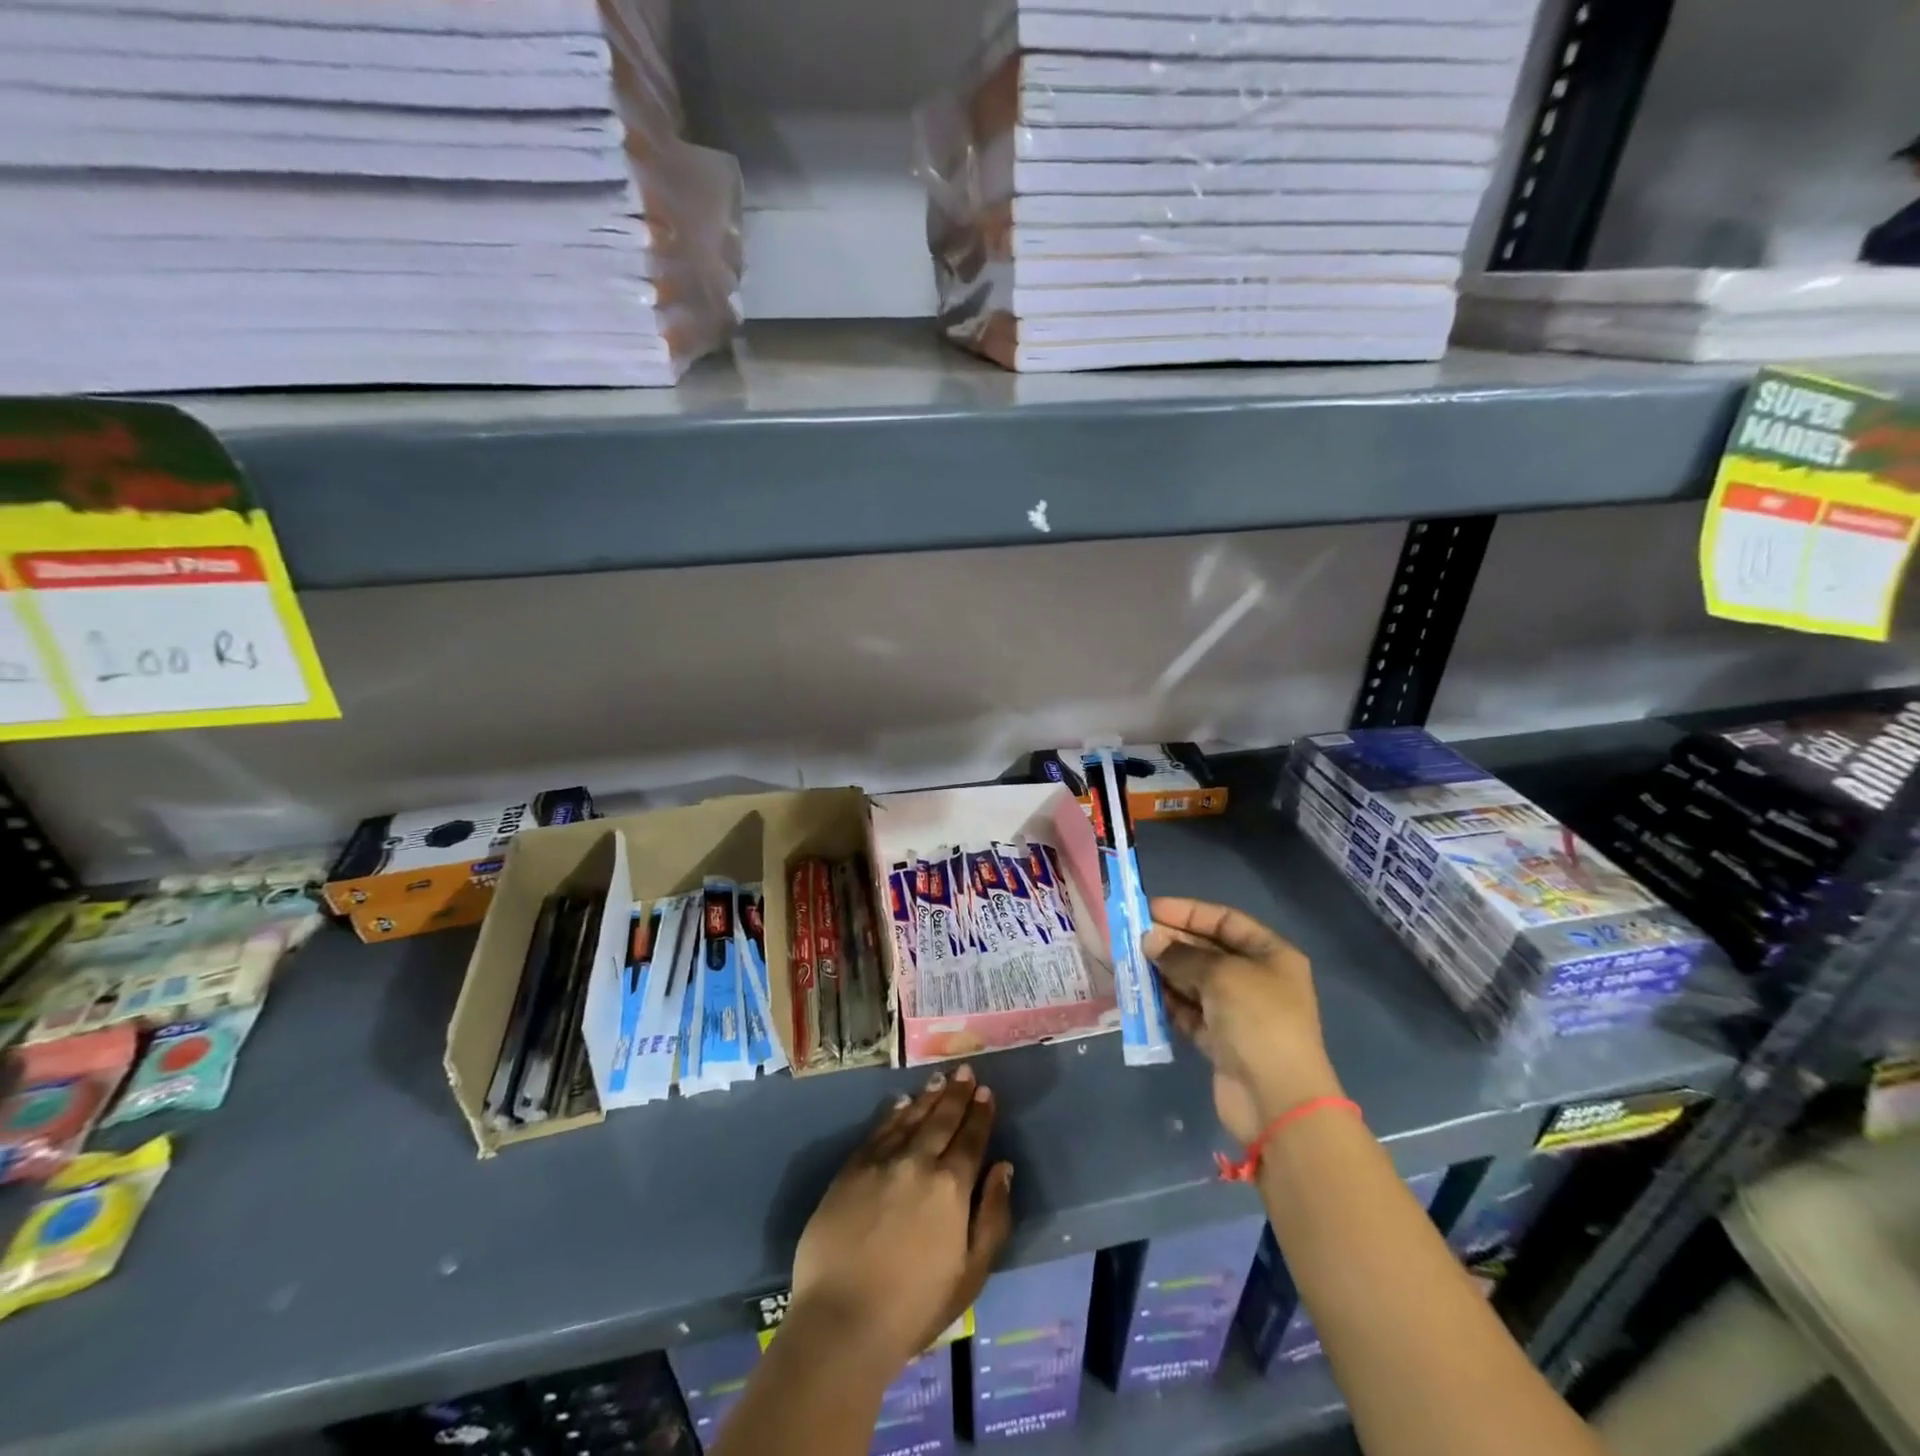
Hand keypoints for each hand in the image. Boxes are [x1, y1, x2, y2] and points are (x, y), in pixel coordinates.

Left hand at [789, 1064, 1013, 1370]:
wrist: (842, 1319)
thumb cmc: (914, 1307)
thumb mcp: (971, 1275)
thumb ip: (992, 1216)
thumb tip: (1003, 1168)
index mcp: (951, 1187)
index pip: (971, 1140)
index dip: (981, 1114)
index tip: (987, 1092)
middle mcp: (918, 1162)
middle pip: (942, 1120)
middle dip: (957, 1094)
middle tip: (965, 1071)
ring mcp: (882, 1162)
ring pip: (911, 1118)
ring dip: (928, 1097)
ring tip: (940, 1079)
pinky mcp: (851, 1169)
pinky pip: (878, 1131)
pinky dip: (893, 1114)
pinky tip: (901, 1103)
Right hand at [1142, 897, 1343, 1143]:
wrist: (1276, 1100)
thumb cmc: (1257, 1020)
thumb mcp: (1220, 974)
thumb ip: (1182, 954)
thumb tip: (1150, 942)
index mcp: (1270, 954)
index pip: (1224, 920)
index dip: (1187, 912)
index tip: (1150, 909)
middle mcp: (1256, 979)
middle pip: (1207, 950)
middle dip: (1171, 943)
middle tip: (1133, 939)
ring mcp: (1239, 1012)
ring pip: (1194, 981)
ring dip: (1165, 972)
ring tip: (1132, 964)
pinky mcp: (1220, 1041)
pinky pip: (1189, 1012)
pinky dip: (1169, 1003)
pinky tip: (1144, 995)